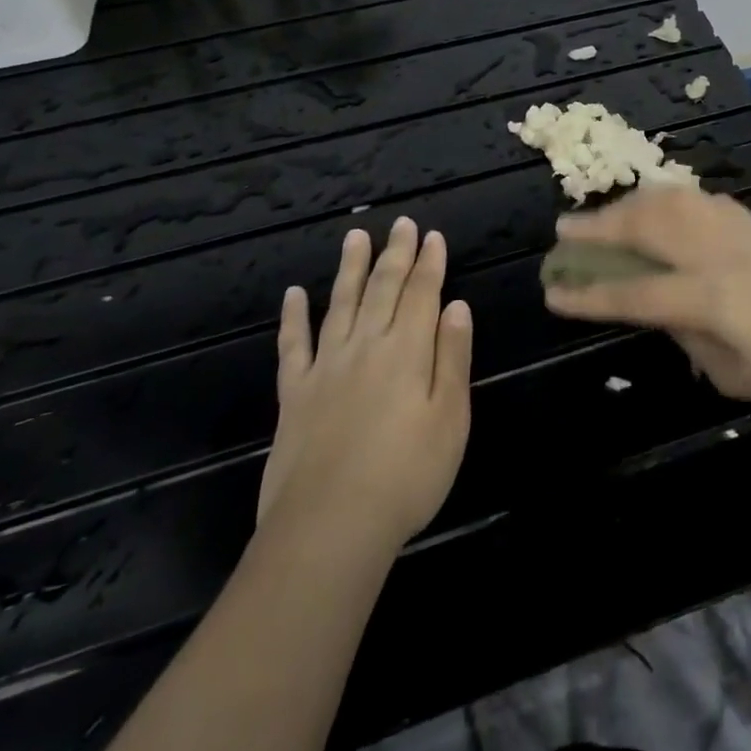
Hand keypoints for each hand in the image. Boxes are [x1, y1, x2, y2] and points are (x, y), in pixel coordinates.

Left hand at [255, 217, 473, 546]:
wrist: (329, 527)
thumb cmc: (406, 476)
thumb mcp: (451, 418)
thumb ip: (453, 357)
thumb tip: (457, 306)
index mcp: (407, 351)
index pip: (422, 293)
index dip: (429, 263)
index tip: (433, 236)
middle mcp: (366, 346)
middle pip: (383, 289)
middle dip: (395, 253)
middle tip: (401, 223)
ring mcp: (326, 367)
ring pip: (341, 304)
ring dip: (350, 268)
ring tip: (355, 236)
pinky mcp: (295, 394)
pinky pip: (294, 345)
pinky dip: (293, 317)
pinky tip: (293, 295)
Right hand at [544, 187, 750, 423]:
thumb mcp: (731, 375)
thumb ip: (685, 335)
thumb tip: (655, 308)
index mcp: (712, 299)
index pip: (634, 293)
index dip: (589, 294)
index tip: (552, 292)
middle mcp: (718, 253)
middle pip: (645, 227)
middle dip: (598, 227)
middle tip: (563, 231)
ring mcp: (737, 232)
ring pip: (670, 200)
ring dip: (628, 204)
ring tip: (605, 215)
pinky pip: (698, 199)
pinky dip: (667, 199)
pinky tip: (658, 208)